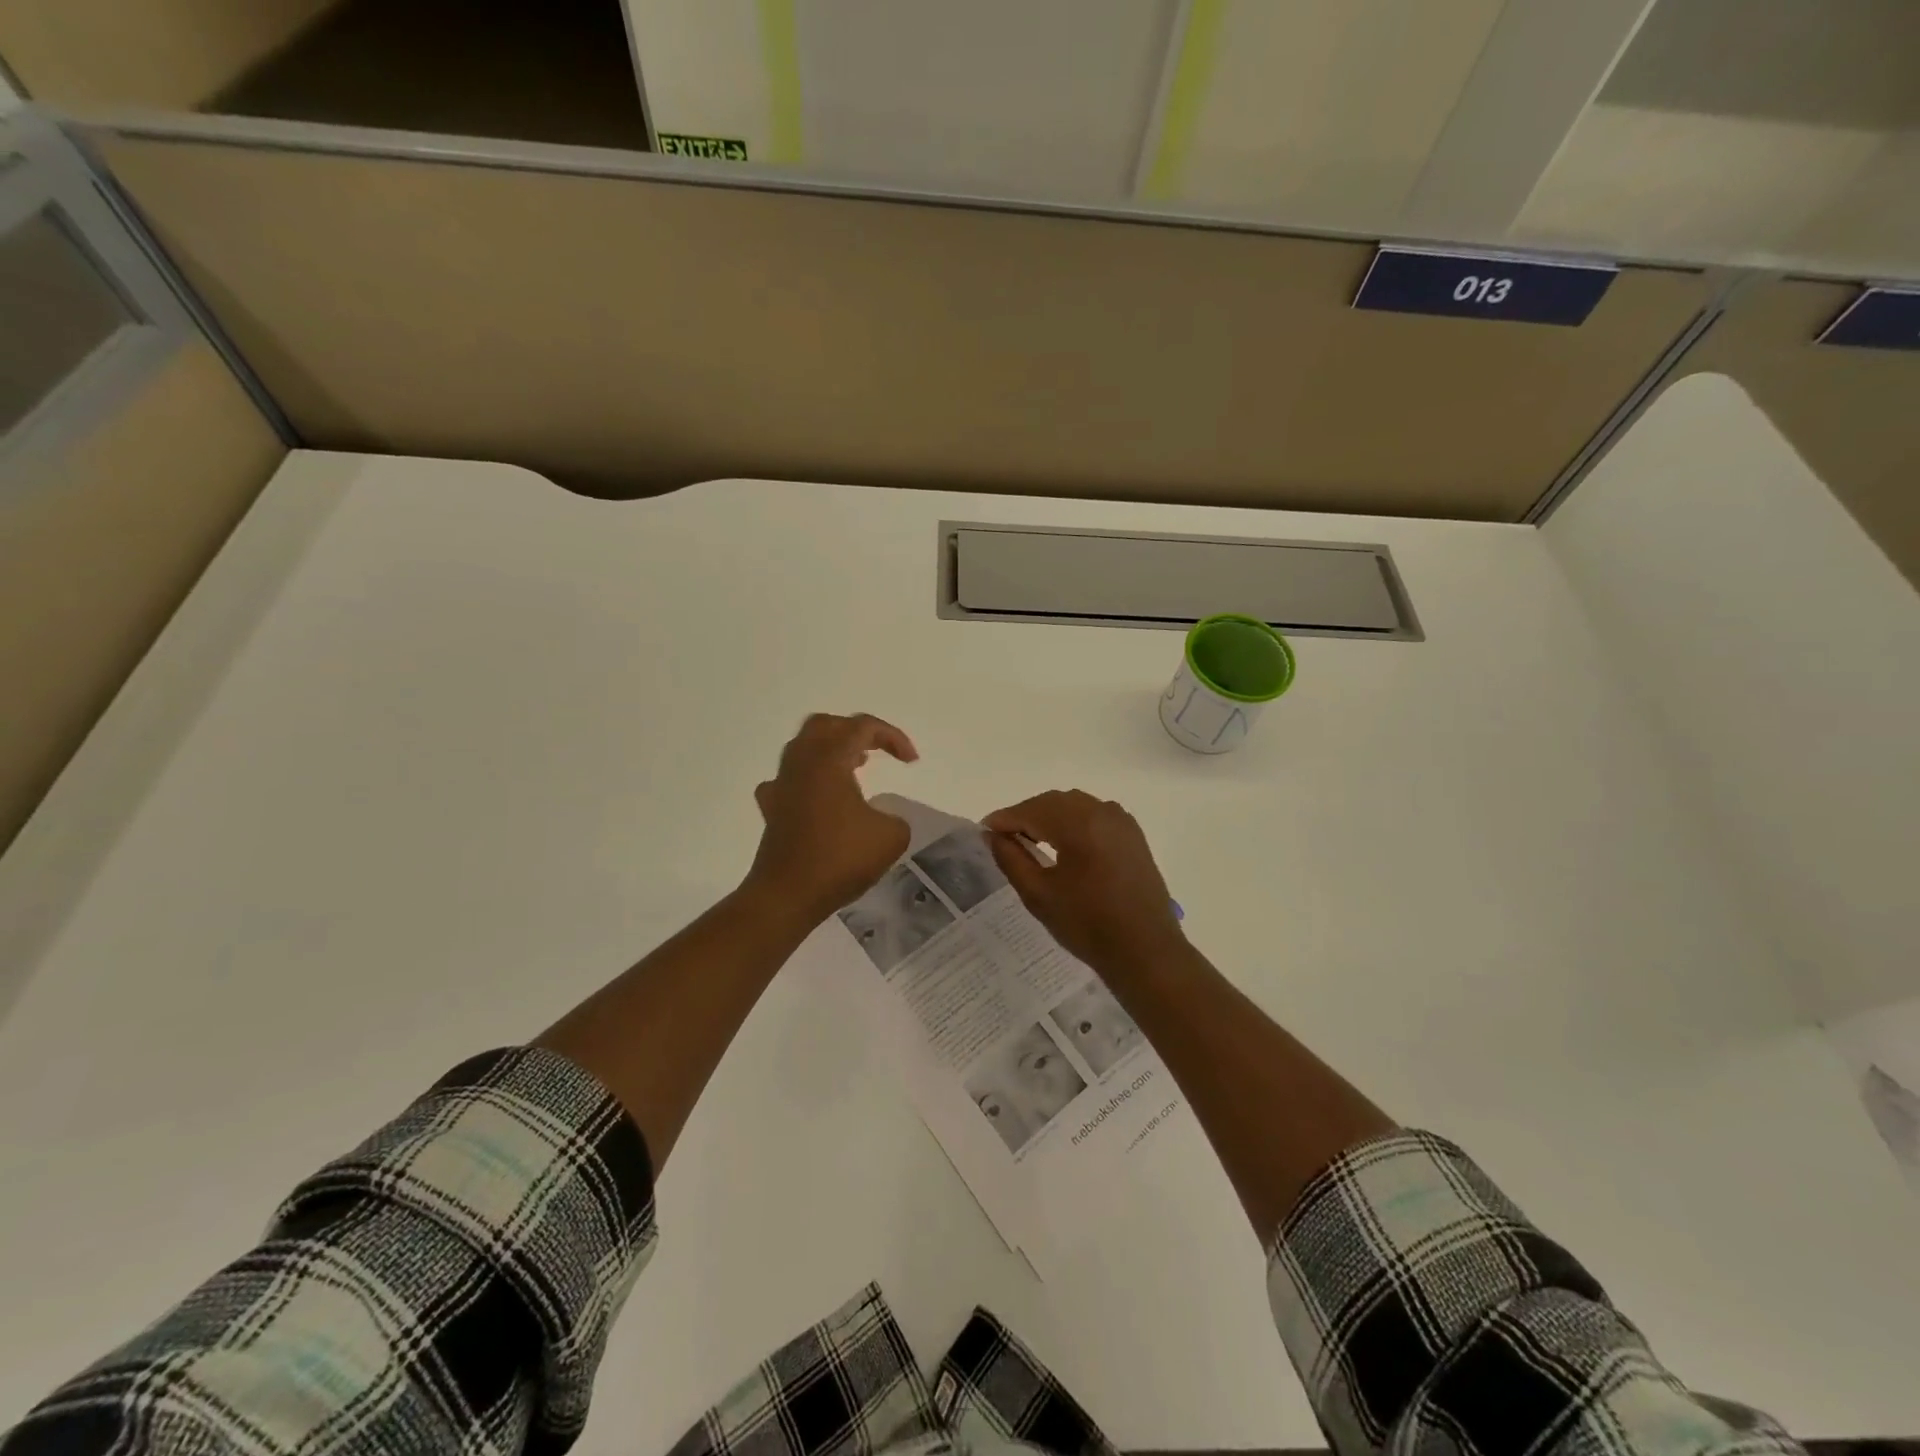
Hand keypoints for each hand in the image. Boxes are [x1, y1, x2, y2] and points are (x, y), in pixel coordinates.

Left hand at [745, 713, 917, 922]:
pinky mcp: (773, 809)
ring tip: (855, 766)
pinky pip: (789, 779)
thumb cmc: (840, 859)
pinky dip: (809, 779)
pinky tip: (821, 797)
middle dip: (855, 731)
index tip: (911, 762)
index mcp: (829, 759)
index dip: (892, 737)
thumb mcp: (891, 836)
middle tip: (877, 749)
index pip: (862, 726)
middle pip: (825, 725)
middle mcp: (801, 763)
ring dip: (831, 751)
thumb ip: (895, 817)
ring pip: (804, 748)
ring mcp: (782, 785)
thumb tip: (882, 819)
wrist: (788, 895)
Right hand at [985, 790, 1184, 972]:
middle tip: (1004, 837)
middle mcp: (1102, 812)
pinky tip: (1063, 843)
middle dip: (1026, 815)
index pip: (1031, 810)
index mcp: (1079, 824)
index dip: (1004, 819)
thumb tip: (992, 835)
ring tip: (1030, 840)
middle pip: (1053, 802)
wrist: (1145, 951)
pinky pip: (1094, 814)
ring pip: (1074, 805)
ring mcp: (1122, 821)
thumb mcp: (1039, 894)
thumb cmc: (1088, 926)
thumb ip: (1011, 859)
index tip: (984, 831)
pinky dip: (1073, 821)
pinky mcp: (1133, 834)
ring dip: (1049, 816)